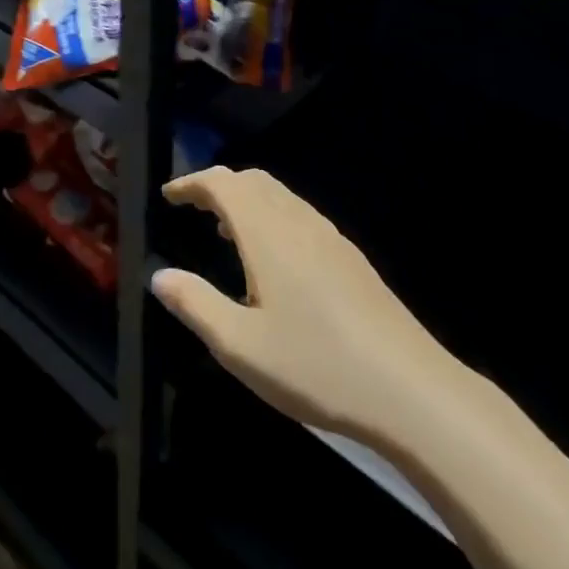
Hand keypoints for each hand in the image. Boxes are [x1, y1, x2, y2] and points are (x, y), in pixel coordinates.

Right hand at [153, 168, 456, 443]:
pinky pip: (300, 215)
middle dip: (220, 186)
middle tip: (193, 208)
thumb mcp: (240, 346)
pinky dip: (273, 216)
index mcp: (268, 234)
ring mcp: (330, 238)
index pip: (224, 184)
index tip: (169, 195)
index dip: (193, 183)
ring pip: (280, 197)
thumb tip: (160, 277)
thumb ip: (195, 305)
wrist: (408, 387)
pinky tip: (273, 260)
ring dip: (247, 200)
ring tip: (225, 231)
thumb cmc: (315, 365)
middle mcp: (299, 222)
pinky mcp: (350, 258)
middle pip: (254, 181)